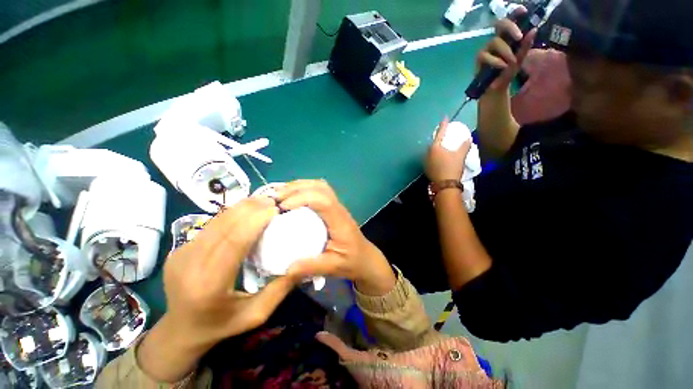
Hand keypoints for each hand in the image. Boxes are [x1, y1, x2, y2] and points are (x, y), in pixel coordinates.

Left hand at [138, 197, 296, 381]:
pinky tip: (248, 212)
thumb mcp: (256, 314)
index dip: (256, 220)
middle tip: (274, 200)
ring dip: (242, 207)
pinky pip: (212, 224)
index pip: (234, 241)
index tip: (276, 209)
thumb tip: (303, 263)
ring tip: (264, 202)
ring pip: (217, 220)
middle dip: (252, 207)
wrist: (179, 331)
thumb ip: (281, 289)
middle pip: (224, 224)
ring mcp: (182, 253)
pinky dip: (233, 213)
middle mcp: (190, 264)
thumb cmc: (221, 326)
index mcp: (209, 285)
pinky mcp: (181, 247)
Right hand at [274, 180, 396, 295]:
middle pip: (320, 187)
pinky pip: (319, 190)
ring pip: (320, 185)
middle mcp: (339, 209)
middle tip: (275, 198)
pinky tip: (292, 195)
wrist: (365, 258)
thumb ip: (311, 267)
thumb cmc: (352, 261)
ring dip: (299, 185)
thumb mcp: (333, 267)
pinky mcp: (333, 207)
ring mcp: (337, 206)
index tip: (283, 207)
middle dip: (296, 188)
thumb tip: (285, 269)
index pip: (323, 201)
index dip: (302, 198)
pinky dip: (304, 188)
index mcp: (340, 222)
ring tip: (281, 193)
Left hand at [425, 118, 471, 182]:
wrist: (445, 184)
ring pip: (431, 152)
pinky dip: (435, 156)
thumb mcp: (460, 155)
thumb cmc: (452, 167)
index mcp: (435, 148)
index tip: (445, 118)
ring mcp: (425, 162)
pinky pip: (430, 159)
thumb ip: (464, 146)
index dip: (443, 126)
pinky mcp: (426, 169)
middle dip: (438, 138)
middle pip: (433, 143)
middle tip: (444, 135)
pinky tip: (439, 158)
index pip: (440, 134)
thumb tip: (468, 139)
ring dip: (436, 148)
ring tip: (442, 147)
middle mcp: (427, 153)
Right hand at [476, 7, 536, 91]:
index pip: (510, 22)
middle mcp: (496, 39)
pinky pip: (486, 55)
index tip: (523, 11)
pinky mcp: (479, 58)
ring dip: (505, 51)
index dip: (515, 14)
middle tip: (519, 37)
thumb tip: (533, 30)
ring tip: (511, 62)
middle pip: (500, 24)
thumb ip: (525, 46)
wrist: (495, 89)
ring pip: (495, 41)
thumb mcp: (519, 59)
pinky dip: (495, 61)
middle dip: (510, 28)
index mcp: (507, 37)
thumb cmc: (507, 73)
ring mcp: (487, 48)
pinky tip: (502, 66)